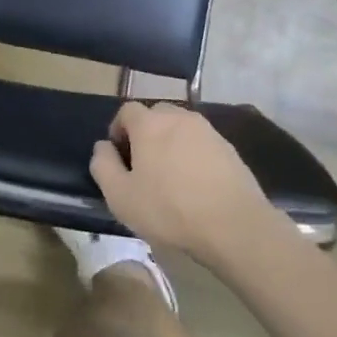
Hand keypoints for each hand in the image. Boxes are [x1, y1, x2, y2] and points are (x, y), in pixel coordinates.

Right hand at [92, 102, 274, 264]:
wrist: (234, 226)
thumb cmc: (169, 209)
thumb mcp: (120, 196)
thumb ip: (103, 165)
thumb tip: (103, 146)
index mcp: (149, 123)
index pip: (127, 110)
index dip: (119, 129)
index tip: (119, 154)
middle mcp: (178, 117)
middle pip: (155, 115)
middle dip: (145, 133)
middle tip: (143, 165)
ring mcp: (207, 130)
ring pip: (180, 128)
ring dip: (171, 143)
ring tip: (170, 175)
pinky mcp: (228, 148)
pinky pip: (201, 143)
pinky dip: (193, 155)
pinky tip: (195, 183)